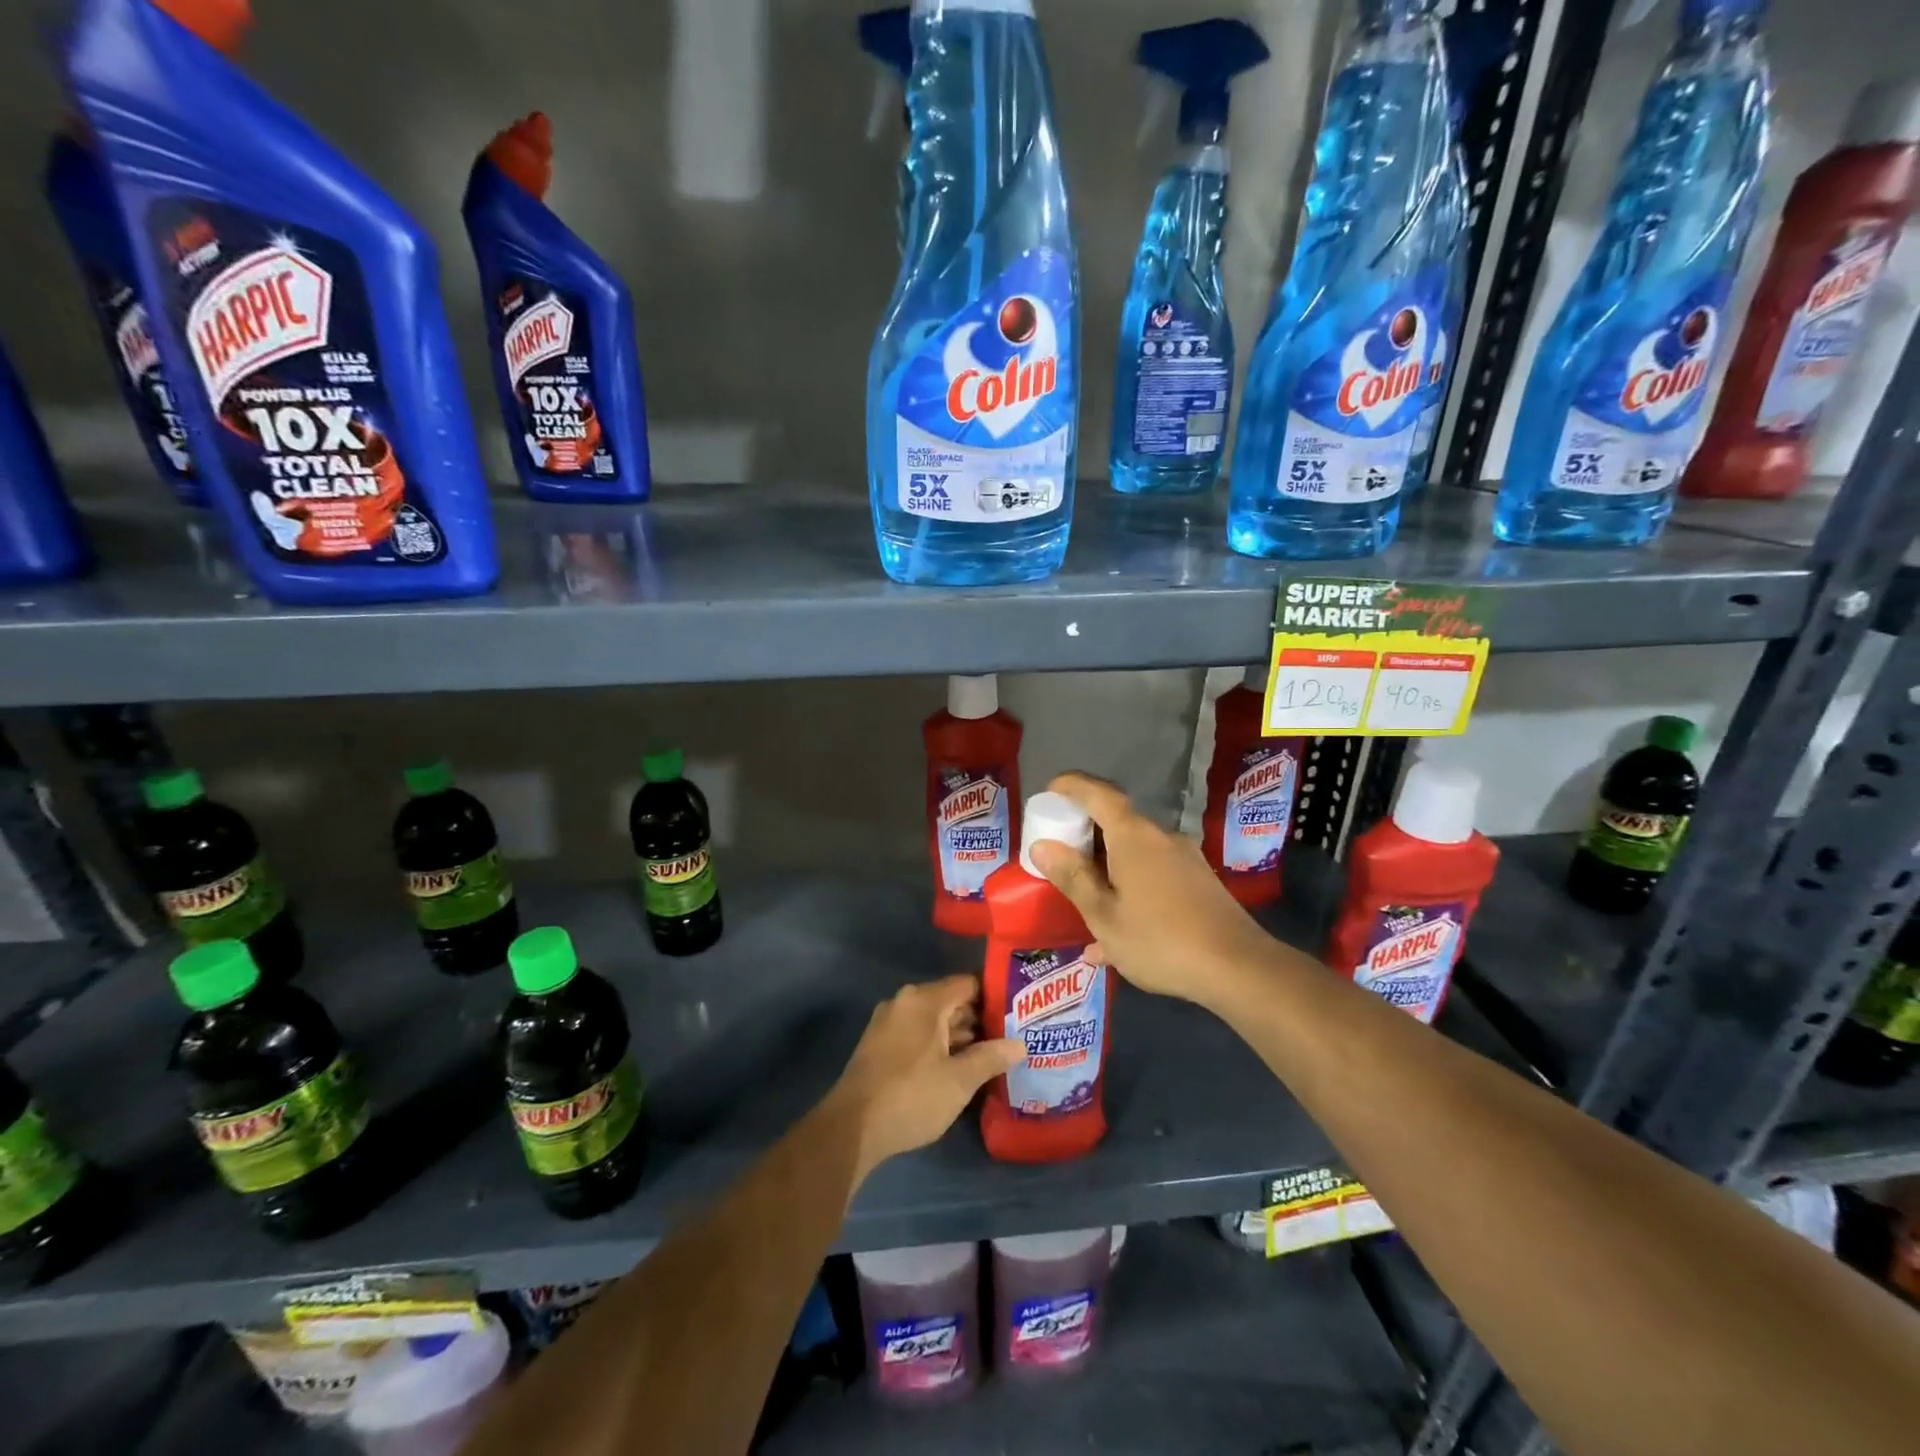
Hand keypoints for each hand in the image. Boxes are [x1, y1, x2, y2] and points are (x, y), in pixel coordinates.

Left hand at [828, 974, 1023, 1180]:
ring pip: (933, 1020)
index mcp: (924, 1000)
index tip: (1018, 1014)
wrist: (851, 1129)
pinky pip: (917, 1034)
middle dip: (979, 1019)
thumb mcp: (959, 1080)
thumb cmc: (911, 1096)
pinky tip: (957, 1068)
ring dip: (959, 1036)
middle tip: (1010, 1038)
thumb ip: (991, 1057)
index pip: (968, 984)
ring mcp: (888, 1023)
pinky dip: (937, 1045)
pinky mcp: (879, 1045)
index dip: (995, 997)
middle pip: (951, 1001)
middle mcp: (904, 1002)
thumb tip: (1020, 1044)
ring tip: (991, 1055)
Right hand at [1028, 772, 1281, 1009]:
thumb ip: (1073, 878)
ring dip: (1108, 871)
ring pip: (1135, 855)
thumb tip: (1043, 846)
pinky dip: (1131, 892)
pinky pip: (1154, 877)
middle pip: (1117, 824)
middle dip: (1086, 835)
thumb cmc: (1160, 939)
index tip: (1051, 789)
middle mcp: (1161, 838)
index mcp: (1133, 837)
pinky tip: (1119, 939)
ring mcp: (1185, 859)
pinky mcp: (1199, 883)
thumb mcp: (1104, 915)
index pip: (1098, 795)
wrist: (1238, 968)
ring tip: (1086, 906)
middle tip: (1060, 855)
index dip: (1072, 787)